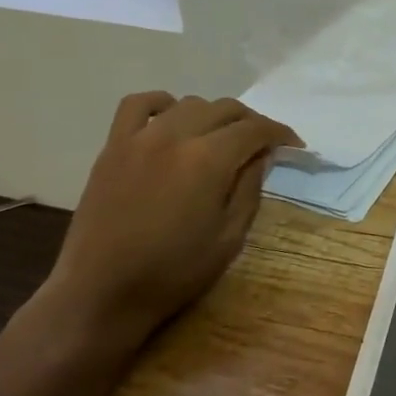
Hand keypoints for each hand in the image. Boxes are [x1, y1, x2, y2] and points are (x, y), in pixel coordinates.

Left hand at [35, 93, 300, 352]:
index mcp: (208, 160)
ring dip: (213, 115)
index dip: (279, 133)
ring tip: (220, 137)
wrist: (103, 291)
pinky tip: (171, 118)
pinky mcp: (112, 147)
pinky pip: (137, 105)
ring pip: (187, 104)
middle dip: (251, 122)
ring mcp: (139, 138)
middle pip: (224, 109)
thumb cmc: (174, 272)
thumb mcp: (229, 237)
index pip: (254, 129)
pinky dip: (161, 104)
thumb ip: (249, 188)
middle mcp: (175, 136)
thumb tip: (260, 156)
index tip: (293, 145)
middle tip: (262, 144)